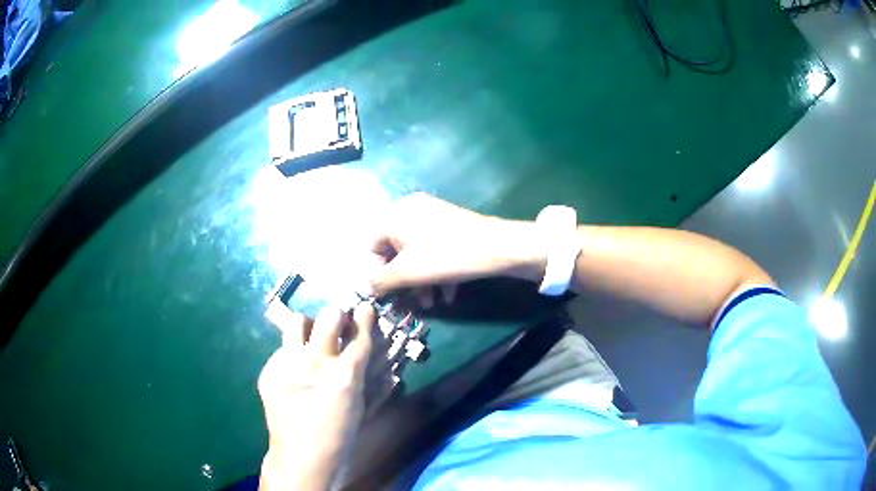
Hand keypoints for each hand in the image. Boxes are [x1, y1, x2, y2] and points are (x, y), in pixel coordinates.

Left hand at [258, 304, 374, 490]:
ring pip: (298, 321)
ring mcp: (287, 364)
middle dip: (337, 316)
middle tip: (338, 324)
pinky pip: (282, 348)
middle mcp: (315, 362)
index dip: (365, 317)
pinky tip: (294, 371)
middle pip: (329, 317)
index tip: (365, 307)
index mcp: (344, 375)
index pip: (359, 334)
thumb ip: (368, 377)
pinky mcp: (269, 370)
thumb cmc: (338, 436)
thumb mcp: (360, 408)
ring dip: (309, 328)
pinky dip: (292, 353)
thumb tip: (375, 354)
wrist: (300, 458)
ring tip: (311, 341)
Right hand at [368, 193, 545, 303]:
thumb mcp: (408, 273)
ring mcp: (434, 215)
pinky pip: (436, 248)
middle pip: (397, 251)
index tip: (391, 292)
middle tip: (414, 301)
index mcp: (395, 215)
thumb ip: (381, 281)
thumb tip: (365, 287)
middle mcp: (411, 210)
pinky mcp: (453, 225)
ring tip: (433, 302)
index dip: (379, 272)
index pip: (373, 245)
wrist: (497, 246)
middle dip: (405, 281)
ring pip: (418, 253)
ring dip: (422, 281)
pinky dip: (437, 271)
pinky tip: (448, 293)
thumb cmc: (445, 257)